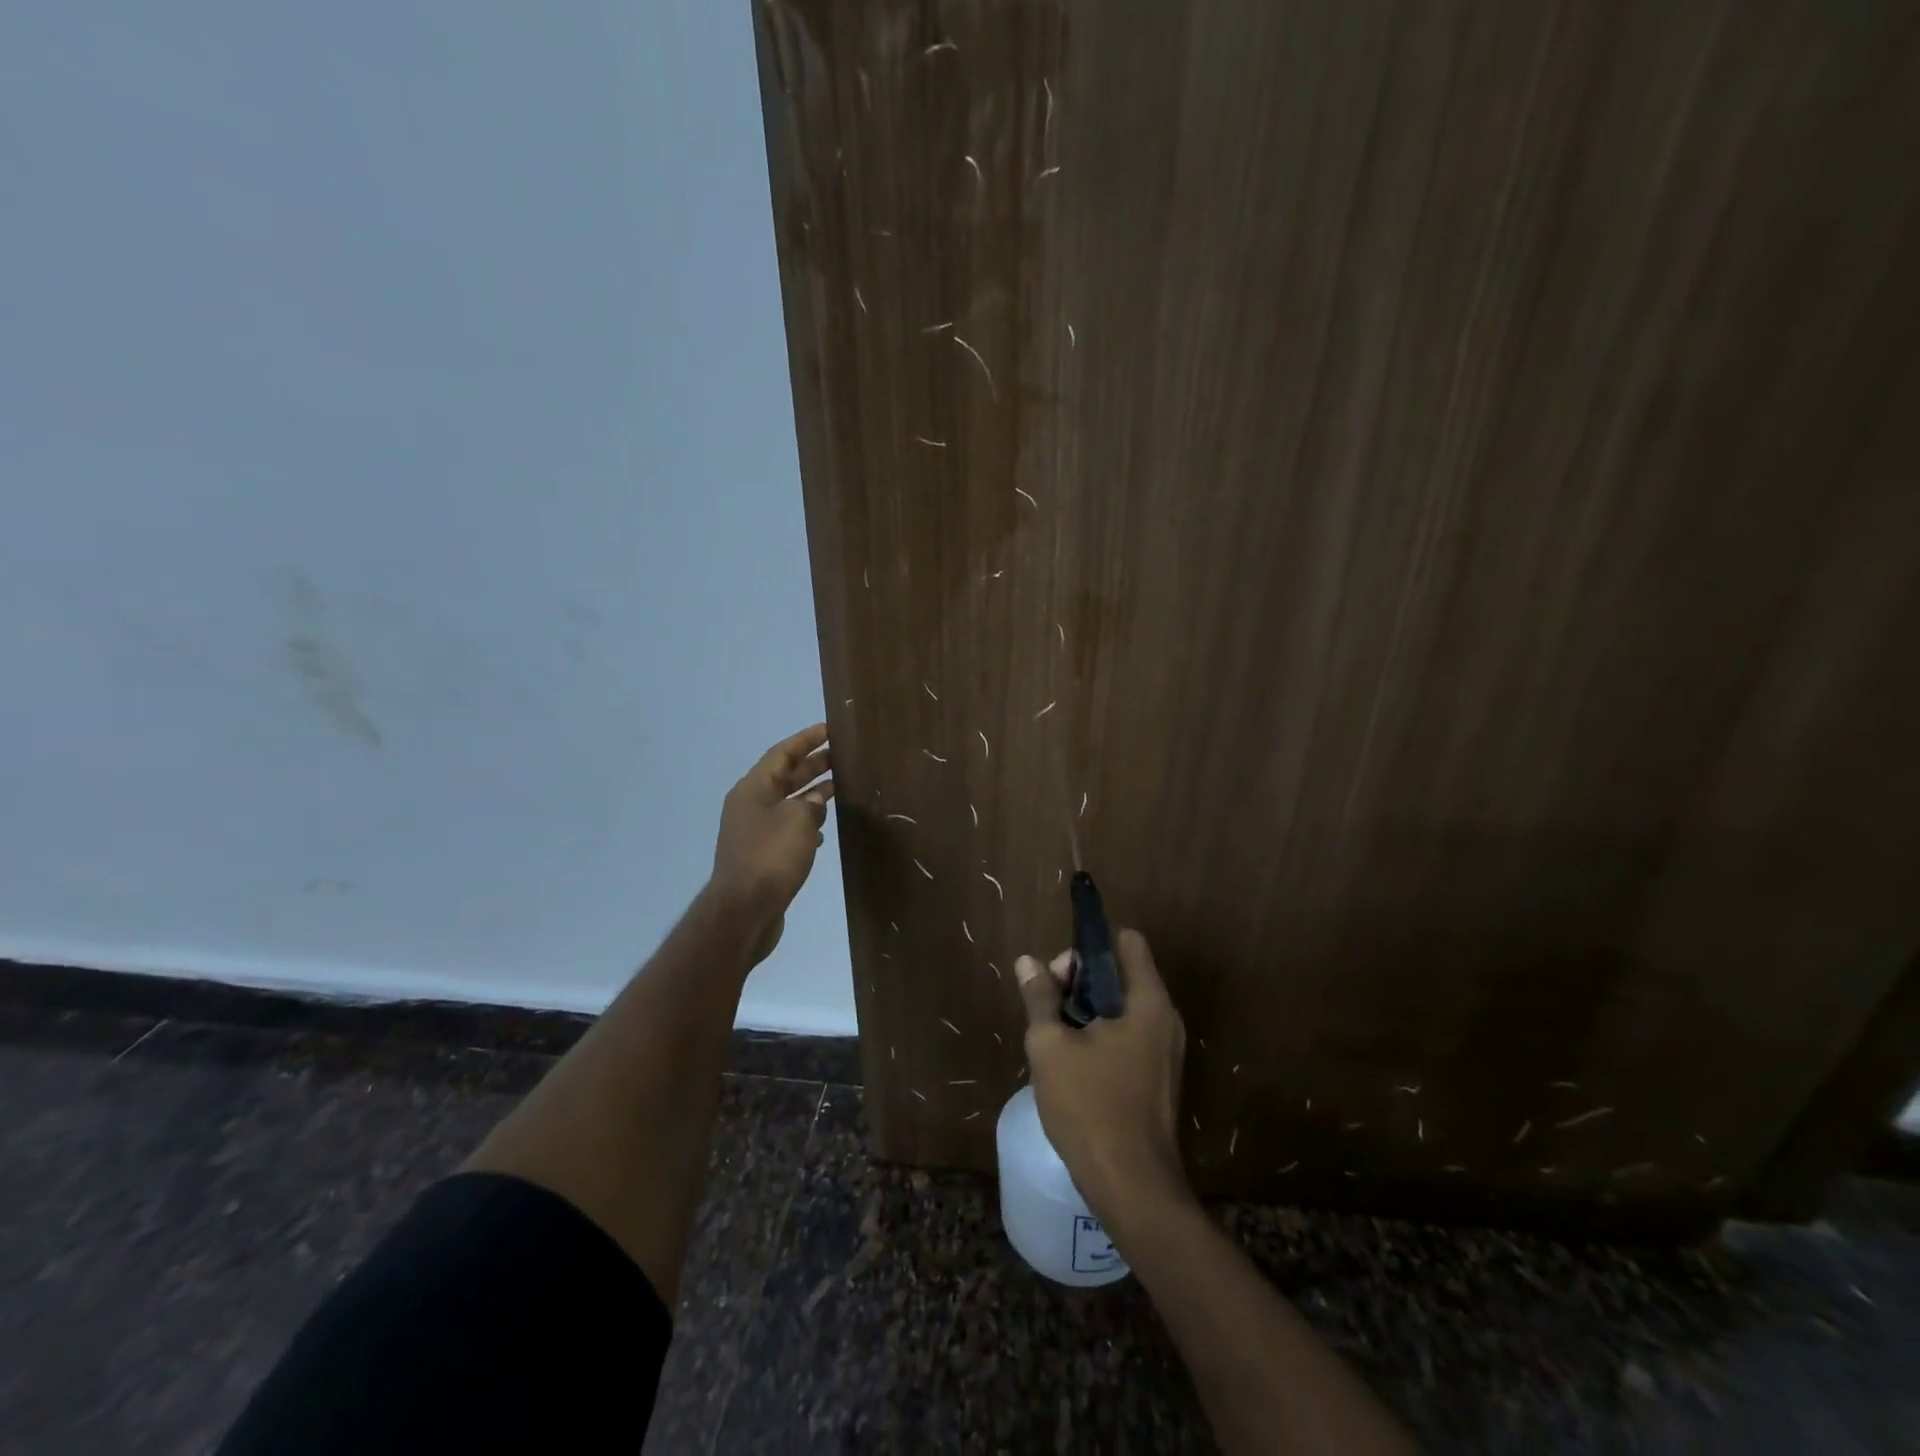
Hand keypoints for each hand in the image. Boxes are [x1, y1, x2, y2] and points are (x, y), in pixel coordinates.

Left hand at [710, 724, 833, 957]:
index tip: (828, 730)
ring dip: (811, 794)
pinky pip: (787, 829)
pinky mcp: (762, 857)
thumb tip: (815, 802)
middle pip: (784, 776)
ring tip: (839, 788)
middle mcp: (750, 806)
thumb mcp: (798, 821)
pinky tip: (824, 831)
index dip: (805, 740)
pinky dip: (806, 823)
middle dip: (812, 765)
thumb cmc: (770, 857)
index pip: (781, 754)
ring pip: (787, 803)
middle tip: (841, 756)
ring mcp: (754, 832)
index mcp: (753, 790)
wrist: (744, 912)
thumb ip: (811, 803)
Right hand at [1016, 929, 1190, 1225]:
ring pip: (1123, 1006)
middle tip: (1049, 1008)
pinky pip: (1129, 1034)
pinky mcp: (1159, 1076)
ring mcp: (1166, 1050)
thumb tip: (1028, 962)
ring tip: (1055, 1035)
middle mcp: (1164, 1018)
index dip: (1089, 945)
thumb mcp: (1050, 1046)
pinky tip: (1073, 1062)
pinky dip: (1101, 1034)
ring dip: (1087, 1009)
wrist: (1133, 1186)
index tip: (1059, 973)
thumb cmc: (1090, 1106)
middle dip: (1081, 980)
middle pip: (1123, 972)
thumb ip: (1040, 998)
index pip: (1126, 941)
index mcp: (1147, 1001)